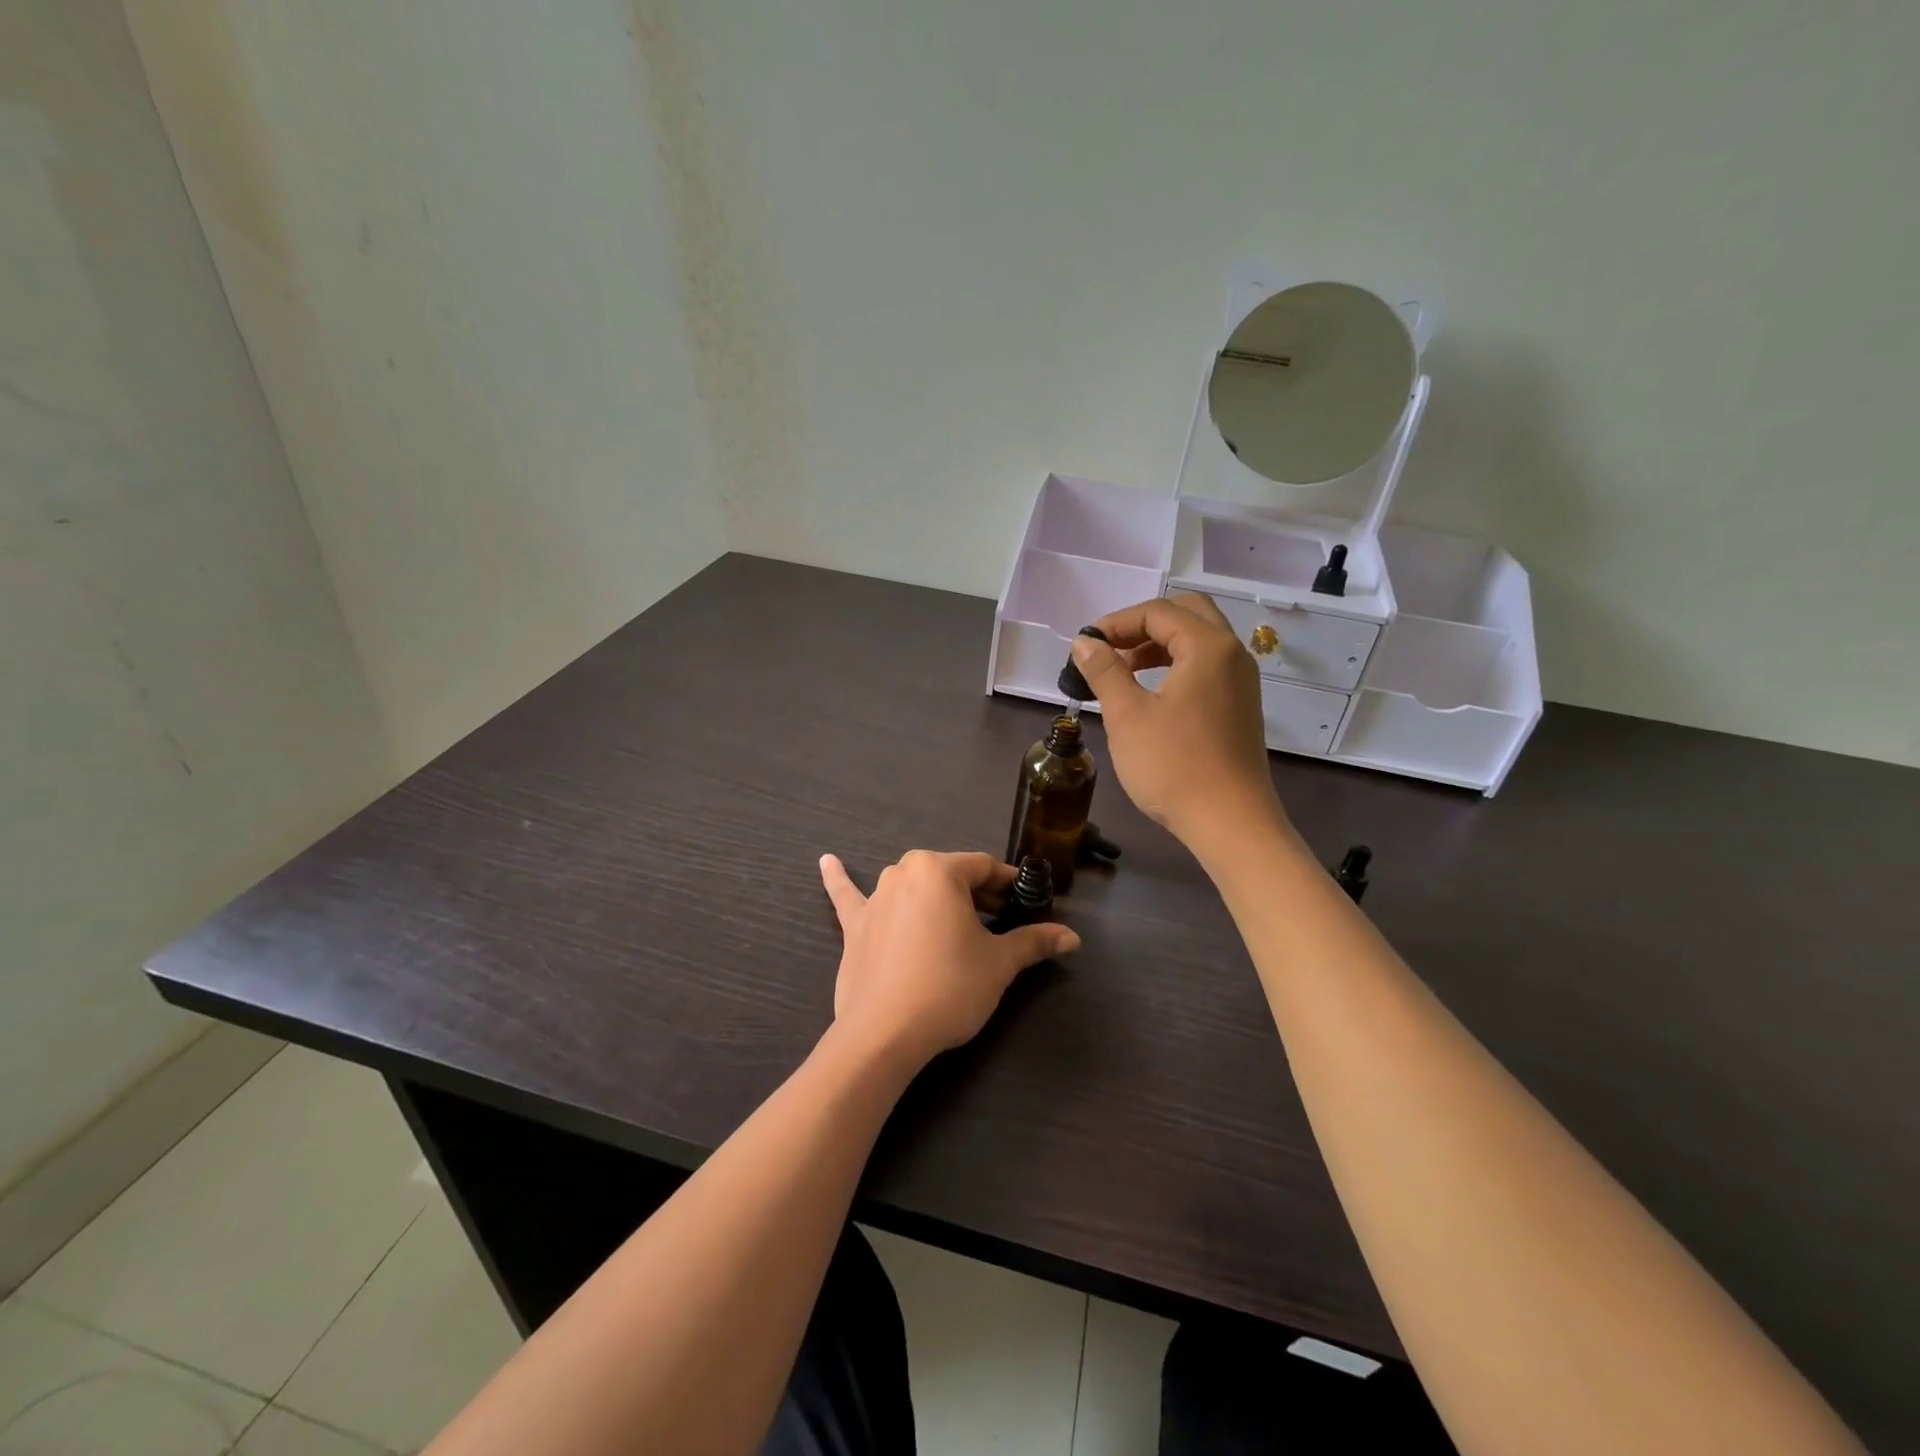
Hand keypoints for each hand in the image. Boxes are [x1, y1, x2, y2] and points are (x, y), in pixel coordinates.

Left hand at [819, 850, 1080, 1069]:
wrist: (885, 1033)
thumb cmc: (949, 987)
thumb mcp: (999, 964)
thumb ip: (1034, 942)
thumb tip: (1072, 937)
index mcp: (939, 870)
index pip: (984, 868)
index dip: (1009, 885)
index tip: (1027, 902)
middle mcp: (903, 872)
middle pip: (950, 877)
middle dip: (976, 895)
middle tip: (1000, 922)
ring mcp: (875, 898)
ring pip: (913, 887)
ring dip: (932, 896)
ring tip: (952, 914)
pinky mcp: (854, 926)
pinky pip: (848, 896)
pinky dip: (839, 879)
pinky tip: (826, 861)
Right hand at [1070, 594, 1283, 855]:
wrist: (1230, 823)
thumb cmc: (1174, 766)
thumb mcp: (1127, 716)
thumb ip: (1105, 671)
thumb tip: (1084, 643)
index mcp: (1209, 646)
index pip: (1158, 612)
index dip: (1116, 623)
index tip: (1084, 646)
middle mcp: (1232, 654)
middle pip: (1187, 615)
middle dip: (1142, 626)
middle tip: (1110, 650)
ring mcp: (1241, 682)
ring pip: (1198, 641)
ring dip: (1159, 646)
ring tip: (1122, 671)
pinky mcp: (1239, 707)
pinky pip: (1206, 667)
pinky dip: (1176, 666)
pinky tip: (1150, 694)